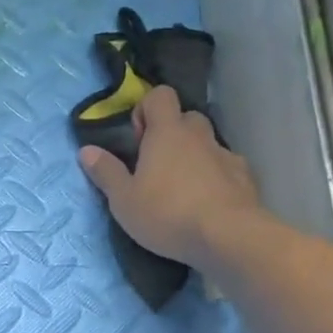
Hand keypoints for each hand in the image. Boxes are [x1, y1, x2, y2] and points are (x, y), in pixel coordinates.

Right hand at [78, 85, 258, 265]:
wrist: (229, 237)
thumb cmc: (168, 213)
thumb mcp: (124, 199)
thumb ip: (106, 172)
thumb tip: (86, 150)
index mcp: (167, 132)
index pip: (160, 95)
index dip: (146, 109)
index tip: (138, 139)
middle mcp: (199, 136)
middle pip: (187, 118)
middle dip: (172, 134)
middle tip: (158, 165)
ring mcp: (226, 155)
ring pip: (208, 143)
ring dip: (195, 156)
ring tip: (183, 189)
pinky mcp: (245, 178)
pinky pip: (227, 167)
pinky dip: (217, 177)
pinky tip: (208, 203)